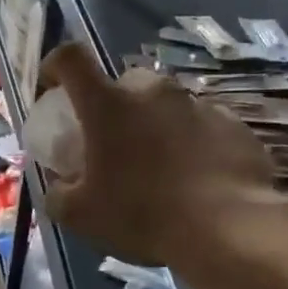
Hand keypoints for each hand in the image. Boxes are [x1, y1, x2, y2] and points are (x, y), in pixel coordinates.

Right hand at [36, 42, 278, 267]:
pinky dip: (193, 143)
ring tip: (161, 167)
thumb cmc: (142, 215)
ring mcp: (198, 104)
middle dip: (115, 106)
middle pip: (124, 83)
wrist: (228, 229)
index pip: (71, 59)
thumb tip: (59, 185)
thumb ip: (58, 194)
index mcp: (108, 105)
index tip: (54, 87)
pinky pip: (202, 125)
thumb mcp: (81, 216)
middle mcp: (153, 92)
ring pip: (166, 104)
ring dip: (156, 126)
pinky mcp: (233, 124)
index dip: (56, 65)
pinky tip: (197, 179)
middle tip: (115, 143)